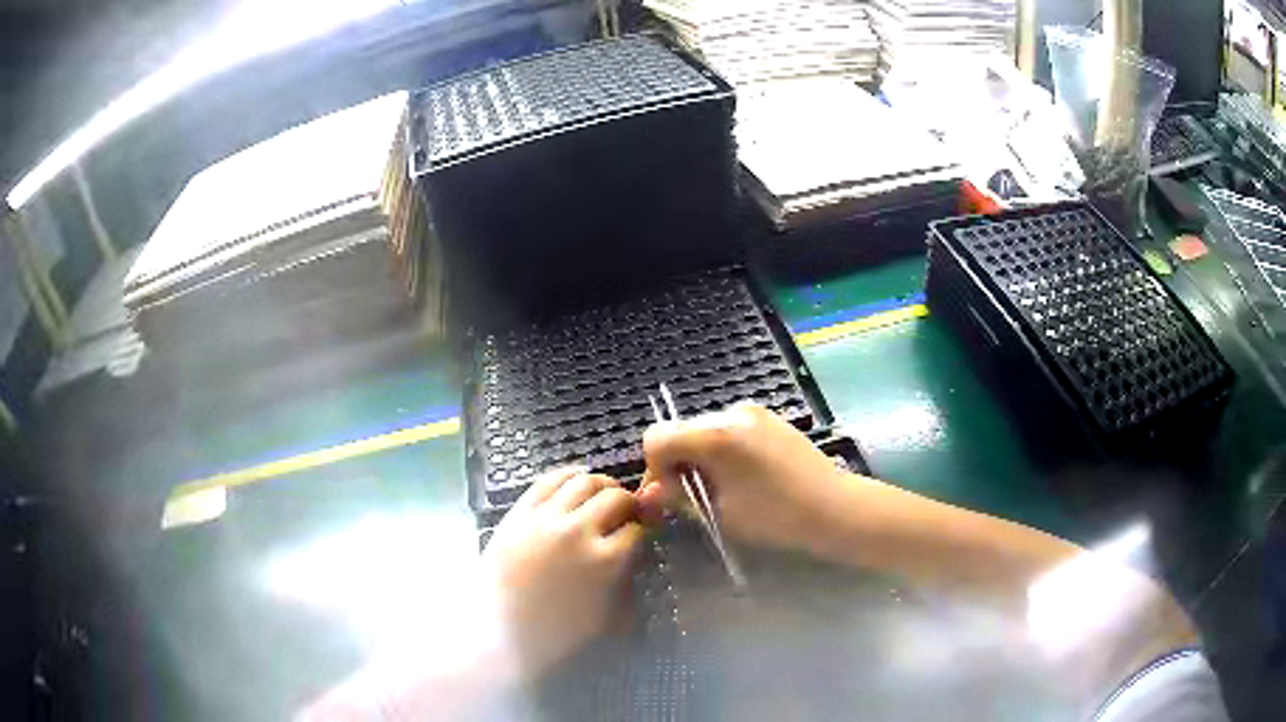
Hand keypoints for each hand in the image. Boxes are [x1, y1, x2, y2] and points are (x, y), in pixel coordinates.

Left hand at [482, 467, 645, 680]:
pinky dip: (569, 475)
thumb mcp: (608, 619)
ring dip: (603, 486)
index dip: (645, 529)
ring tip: (604, 495)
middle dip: (629, 504)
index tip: (644, 532)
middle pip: (616, 498)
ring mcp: (546, 518)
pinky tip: (576, 482)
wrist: (498, 631)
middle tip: (628, 513)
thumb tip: (639, 557)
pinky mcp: (520, 512)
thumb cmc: (556, 633)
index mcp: (605, 562)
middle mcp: (579, 532)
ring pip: (585, 481)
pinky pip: (549, 480)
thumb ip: (629, 585)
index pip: (638, 529)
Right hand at [638, 403, 852, 554]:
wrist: (835, 508)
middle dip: (678, 462)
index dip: (655, 467)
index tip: (671, 495)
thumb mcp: (721, 512)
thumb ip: (680, 496)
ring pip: (705, 430)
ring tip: (722, 489)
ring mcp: (753, 412)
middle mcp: (731, 413)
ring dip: (701, 456)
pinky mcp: (770, 419)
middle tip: (694, 497)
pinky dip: (723, 451)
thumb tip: (653, 491)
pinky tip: (744, 477)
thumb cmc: (776, 516)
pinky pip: (730, 430)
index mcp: (715, 435)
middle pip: (682, 431)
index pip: (658, 437)